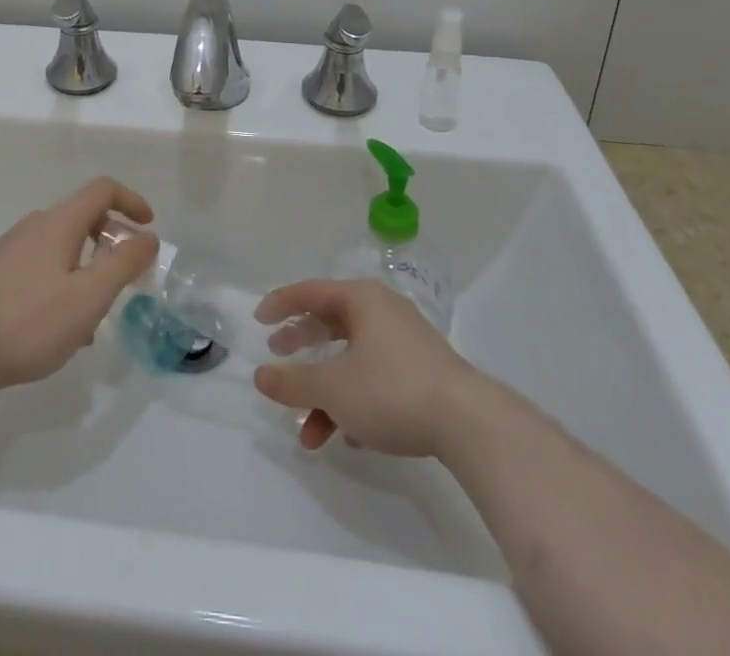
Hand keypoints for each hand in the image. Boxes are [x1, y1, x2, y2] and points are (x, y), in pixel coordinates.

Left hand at [0, 177, 157, 393]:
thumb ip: (123, 264)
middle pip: (82, 217)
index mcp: (59, 222)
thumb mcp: (89, 296)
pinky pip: (41, 267)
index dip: (131, 201)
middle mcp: (34, 226)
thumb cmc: (31, 321)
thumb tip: (149, 237)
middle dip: (111, 241)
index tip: (148, 227)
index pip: (102, 190)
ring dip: (87, 268)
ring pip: (61, 247)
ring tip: (95, 314)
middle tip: (126, 276)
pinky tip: (61, 327)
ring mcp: (10, 249)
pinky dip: (63, 282)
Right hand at [252, 279, 477, 456]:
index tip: (259, 321)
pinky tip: (349, 438)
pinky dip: (355, 402)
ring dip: (326, 394)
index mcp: (361, 300)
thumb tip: (260, 375)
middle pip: (331, 323)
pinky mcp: (423, 374)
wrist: (470, 424)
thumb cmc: (391, 390)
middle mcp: (383, 312)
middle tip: (277, 359)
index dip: (281, 304)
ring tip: (308, 432)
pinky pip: (376, 380)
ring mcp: (406, 343)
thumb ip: (292, 382)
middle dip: (302, 347)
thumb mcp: (332, 389)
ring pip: (352, 361)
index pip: (310, 292)